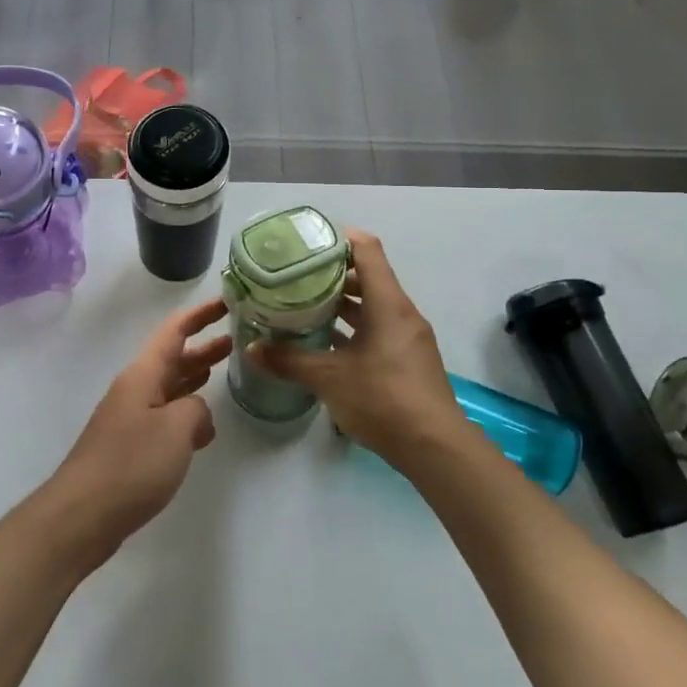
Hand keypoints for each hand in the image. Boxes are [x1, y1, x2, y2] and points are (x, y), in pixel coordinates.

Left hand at [47, 297, 232, 560]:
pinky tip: (203, 425)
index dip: (199, 314)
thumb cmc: (131, 464)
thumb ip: (197, 410)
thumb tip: (197, 415)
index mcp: (143, 375)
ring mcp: (130, 418)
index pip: (174, 331)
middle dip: (202, 345)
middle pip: (173, 357)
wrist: (82, 515)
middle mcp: (135, 389)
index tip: (226, 302)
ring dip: (195, 375)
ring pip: (169, 386)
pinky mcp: (130, 446)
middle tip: (236, 336)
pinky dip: (185, 411)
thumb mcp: (176, 429)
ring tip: (224, 368)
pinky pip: (164, 416)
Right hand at [253, 230, 466, 470]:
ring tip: (303, 304)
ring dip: (341, 303)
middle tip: (295, 275)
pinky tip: (325, 341)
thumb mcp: (329, 378)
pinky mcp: (407, 360)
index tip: (308, 241)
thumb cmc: (383, 399)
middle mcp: (401, 312)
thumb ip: (289, 360)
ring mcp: (407, 337)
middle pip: (368, 276)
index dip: (339, 238)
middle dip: (332, 273)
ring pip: (372, 306)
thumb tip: (252, 348)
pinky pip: (378, 329)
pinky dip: (352, 327)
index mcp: (388, 304)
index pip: (367, 250)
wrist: (434, 448)